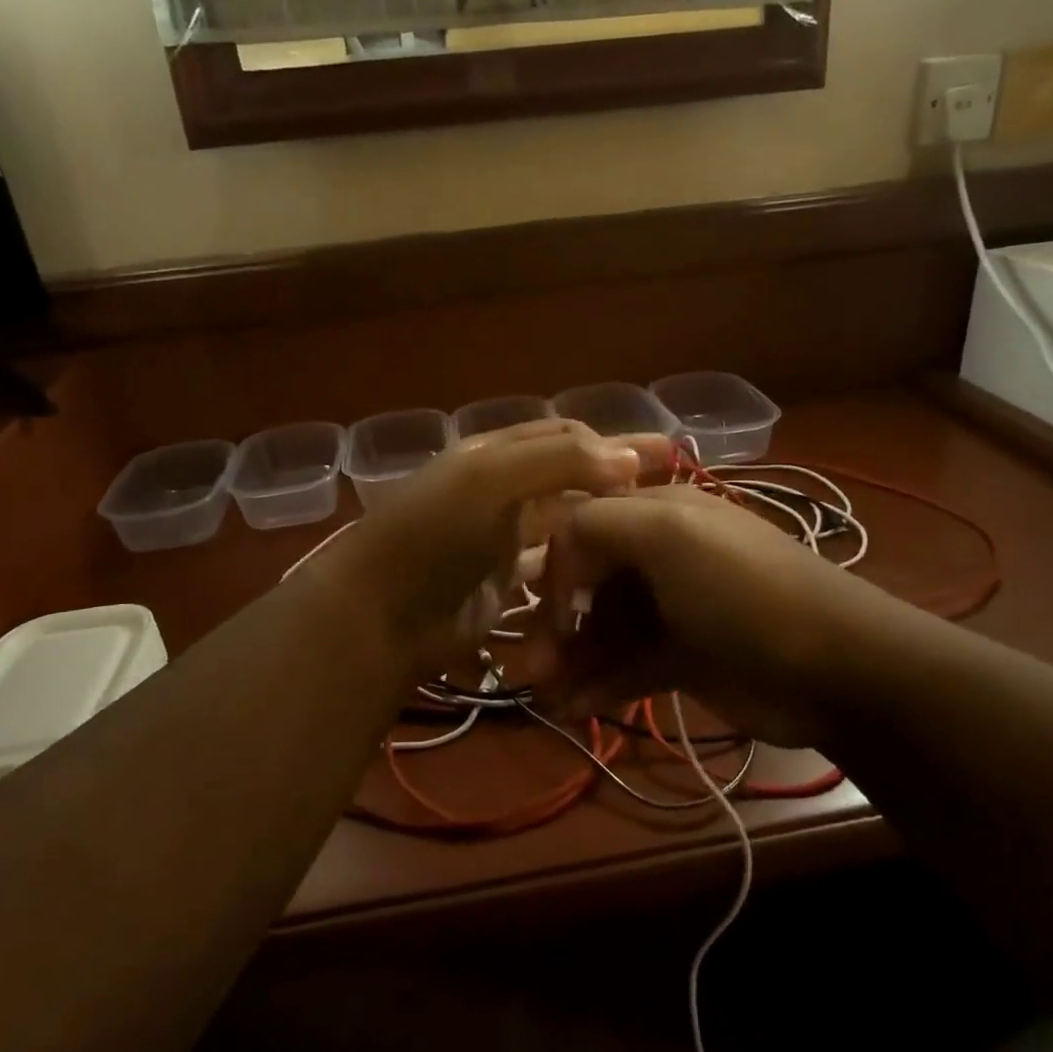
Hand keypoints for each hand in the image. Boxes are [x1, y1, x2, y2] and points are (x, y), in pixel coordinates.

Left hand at [304, 420, 672, 673]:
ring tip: (652, 534)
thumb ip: (557, 461)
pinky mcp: (503, 585)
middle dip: (617, 479)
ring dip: (602, 524)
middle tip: (674, 489)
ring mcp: (501, 540)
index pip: (562, 436)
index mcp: (493, 455)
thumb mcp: (488, 482)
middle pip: (568, 477)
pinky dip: (578, 569)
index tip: (663, 454)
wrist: (378, 616)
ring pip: (564, 525)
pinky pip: (551, 570)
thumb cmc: (432, 536)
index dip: (611, 440)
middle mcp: (500, 491)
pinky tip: (614, 575)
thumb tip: (630, 455)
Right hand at [523, 484, 908, 746]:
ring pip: (601, 630)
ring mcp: (671, 609)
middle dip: (552, 623)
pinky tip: (575, 708)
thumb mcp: (670, 534)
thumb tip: (557, 557)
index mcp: (657, 514)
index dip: (556, 567)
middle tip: (527, 668)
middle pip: (587, 584)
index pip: (582, 526)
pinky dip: (598, 684)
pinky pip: (626, 667)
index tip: (547, 611)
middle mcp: (659, 556)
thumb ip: (598, 523)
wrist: (836, 668)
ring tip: (545, 696)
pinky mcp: (682, 658)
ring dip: (569, 660)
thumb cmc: (743, 592)